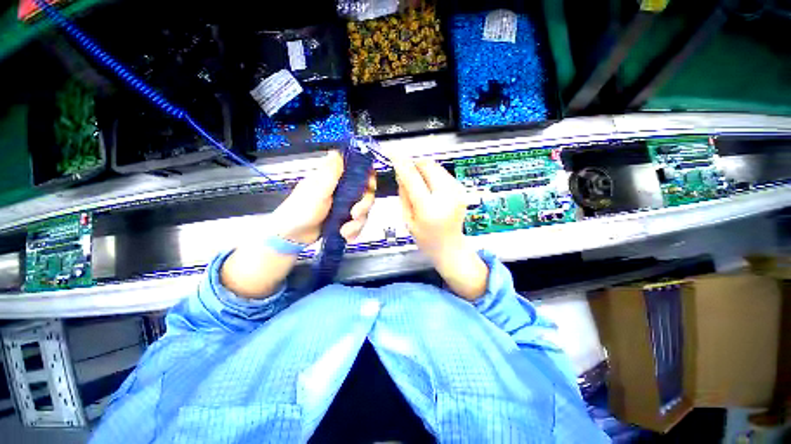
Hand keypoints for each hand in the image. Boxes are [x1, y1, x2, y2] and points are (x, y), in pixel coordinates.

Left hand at [221, 150, 375, 298]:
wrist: (292, 237)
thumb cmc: (301, 210)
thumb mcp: (316, 191)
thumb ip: (330, 173)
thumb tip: (337, 151)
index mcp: (335, 179)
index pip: (358, 171)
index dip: (368, 176)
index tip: (370, 186)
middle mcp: (342, 191)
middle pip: (366, 193)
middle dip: (364, 205)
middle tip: (354, 213)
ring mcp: (344, 206)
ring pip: (364, 211)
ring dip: (357, 223)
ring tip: (344, 230)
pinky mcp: (345, 220)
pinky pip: (358, 224)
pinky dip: (354, 231)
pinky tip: (344, 235)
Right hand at [393, 157, 487, 299]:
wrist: (451, 248)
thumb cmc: (426, 239)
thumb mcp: (408, 219)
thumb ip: (404, 195)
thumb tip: (401, 173)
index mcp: (429, 208)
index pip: (412, 177)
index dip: (401, 163)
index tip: (393, 154)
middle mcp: (445, 196)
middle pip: (428, 165)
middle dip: (415, 163)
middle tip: (407, 172)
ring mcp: (457, 192)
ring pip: (437, 166)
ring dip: (424, 169)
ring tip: (419, 183)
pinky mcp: (461, 190)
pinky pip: (444, 173)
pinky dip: (434, 175)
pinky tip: (430, 188)